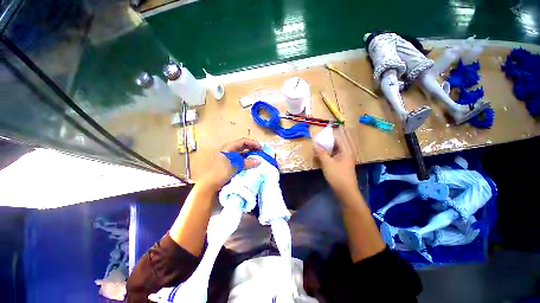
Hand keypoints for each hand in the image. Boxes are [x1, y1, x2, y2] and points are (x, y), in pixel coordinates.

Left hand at [199, 138, 261, 190]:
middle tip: (261, 152)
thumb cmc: (220, 172)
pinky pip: (241, 160)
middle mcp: (229, 150)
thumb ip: (247, 163)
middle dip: (252, 148)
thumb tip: (259, 161)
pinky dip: (247, 160)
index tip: (261, 148)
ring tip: (258, 158)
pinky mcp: (231, 164)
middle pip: (243, 146)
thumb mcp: (235, 166)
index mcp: (228, 147)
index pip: (243, 141)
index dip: (253, 143)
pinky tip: (252, 164)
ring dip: (250, 154)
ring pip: (243, 153)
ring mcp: (230, 157)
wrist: (209, 185)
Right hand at [313, 127, 357, 195]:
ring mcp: (344, 160)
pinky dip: (328, 155)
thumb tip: (315, 144)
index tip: (320, 134)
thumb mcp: (327, 163)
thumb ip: (321, 152)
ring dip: (326, 149)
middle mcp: (346, 154)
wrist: (345, 191)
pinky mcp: (341, 166)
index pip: (338, 138)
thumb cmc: (337, 175)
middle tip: (317, 141)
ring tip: (317, 147)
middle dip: (326, 142)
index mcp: (346, 151)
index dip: (329, 135)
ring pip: (334, 151)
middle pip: (336, 144)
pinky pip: (334, 157)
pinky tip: (321, 156)